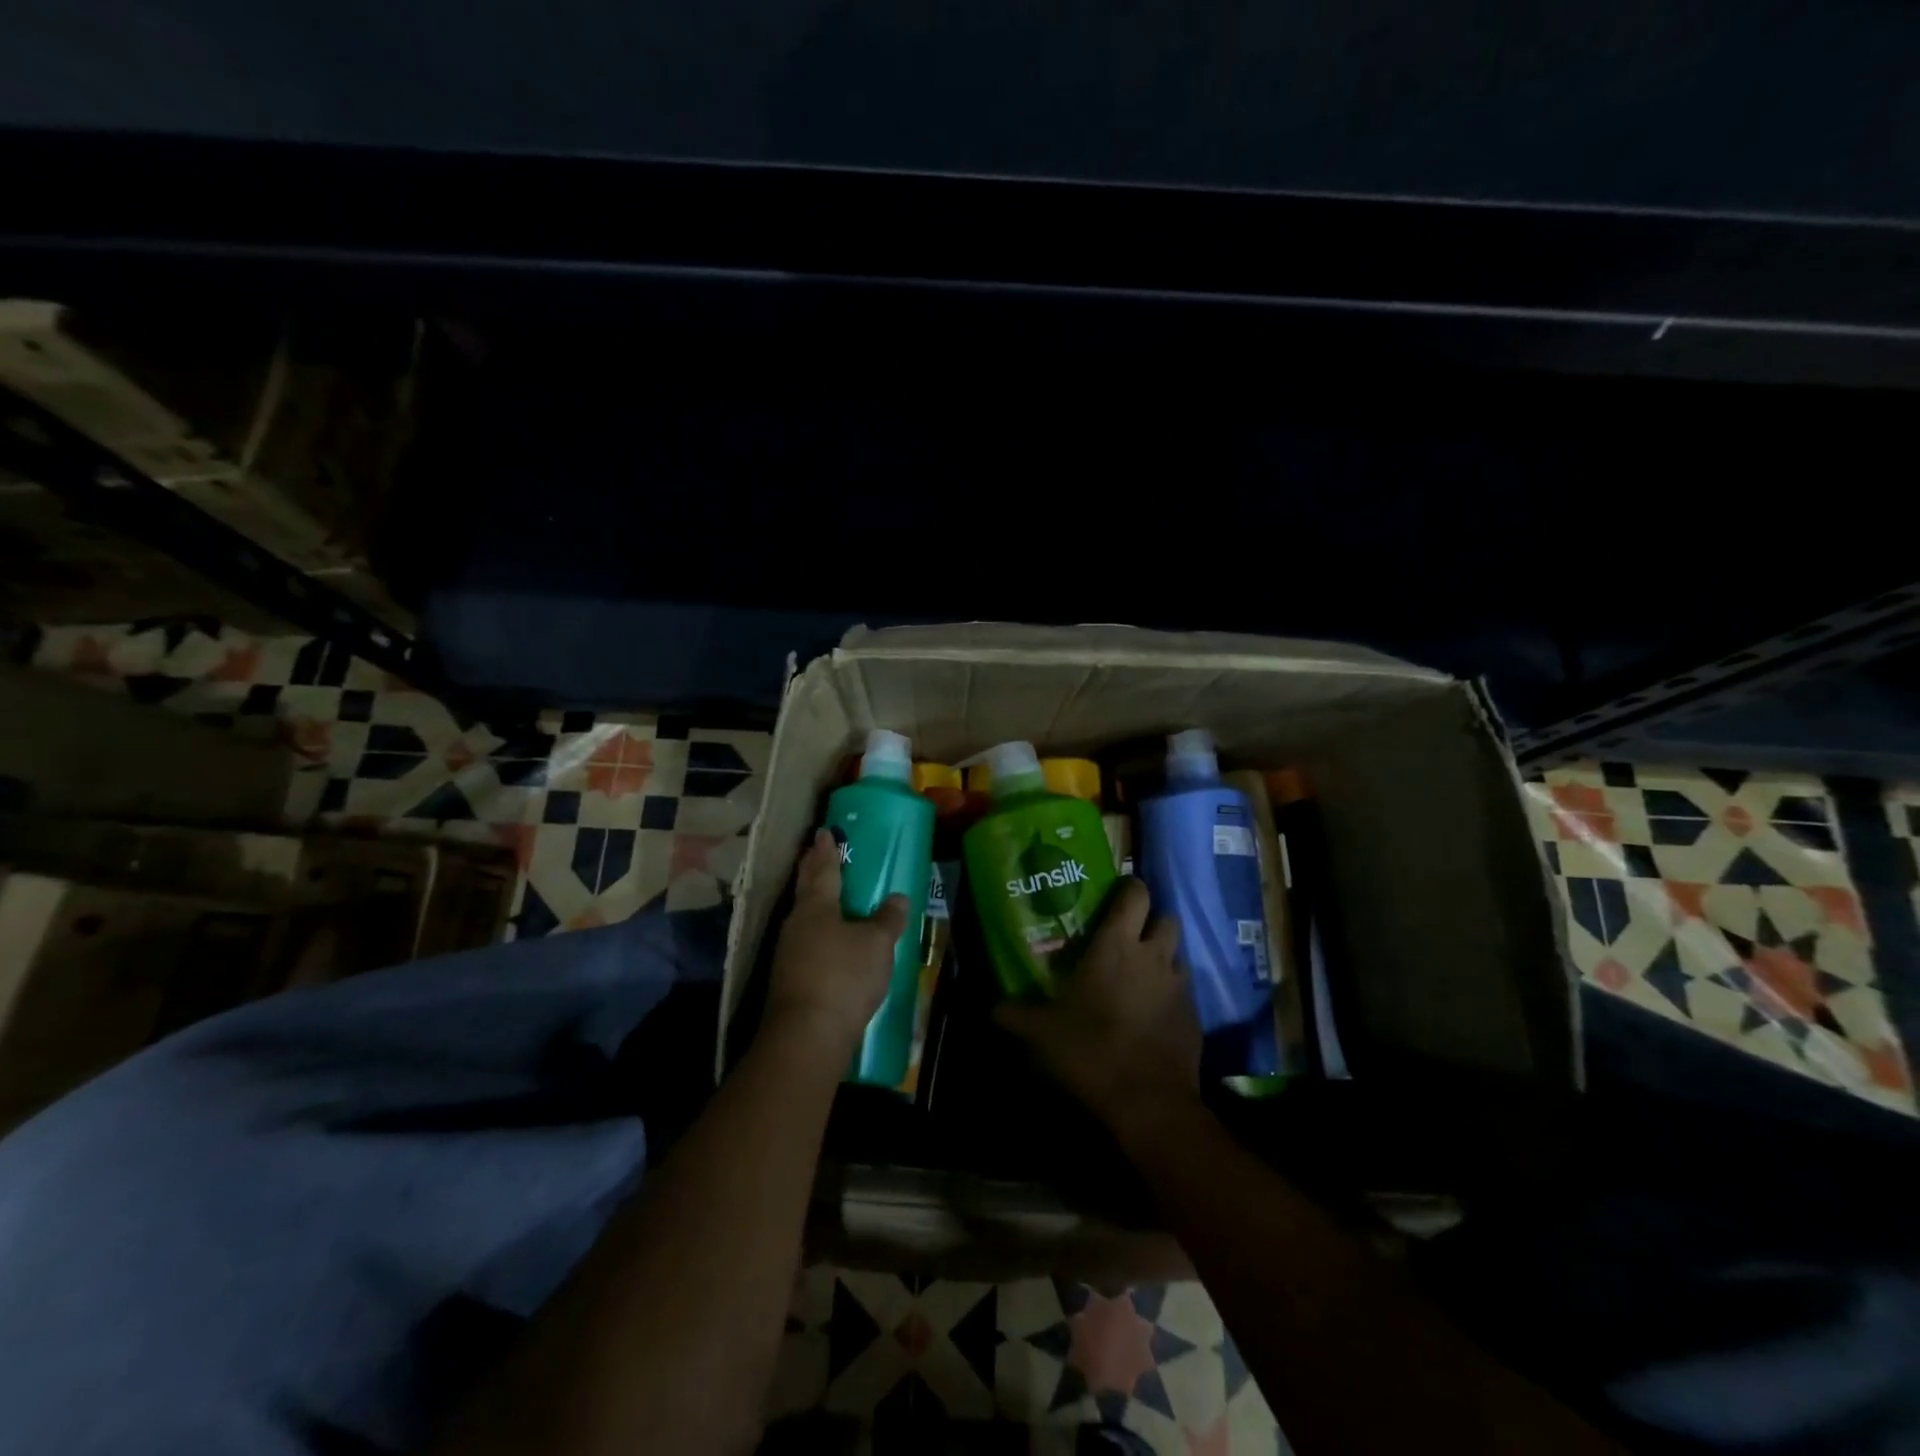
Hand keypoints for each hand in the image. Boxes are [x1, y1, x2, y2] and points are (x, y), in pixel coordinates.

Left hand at [765, 830, 908, 1055]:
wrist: (807, 1036)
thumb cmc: (844, 977)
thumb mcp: (876, 945)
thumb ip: (887, 919)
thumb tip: (897, 898)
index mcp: (817, 906)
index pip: (822, 869)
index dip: (826, 850)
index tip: (824, 832)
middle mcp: (797, 924)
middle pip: (807, 889)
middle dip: (813, 869)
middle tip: (818, 852)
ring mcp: (789, 953)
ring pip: (805, 917)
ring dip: (815, 903)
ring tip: (829, 896)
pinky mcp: (791, 979)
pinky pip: (807, 943)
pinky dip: (819, 933)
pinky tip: (830, 942)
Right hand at [995, 878, 1201, 1131]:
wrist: (1148, 1101)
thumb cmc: (1090, 1050)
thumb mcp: (1041, 1033)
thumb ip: (1015, 1014)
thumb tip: (991, 1008)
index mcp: (1117, 945)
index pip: (1135, 894)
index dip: (1129, 888)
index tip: (1115, 894)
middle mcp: (1153, 956)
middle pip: (1167, 918)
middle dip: (1152, 921)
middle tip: (1129, 936)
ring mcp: (1179, 986)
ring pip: (1178, 954)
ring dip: (1163, 957)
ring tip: (1140, 975)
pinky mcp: (1194, 1016)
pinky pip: (1184, 992)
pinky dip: (1171, 994)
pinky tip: (1151, 1014)